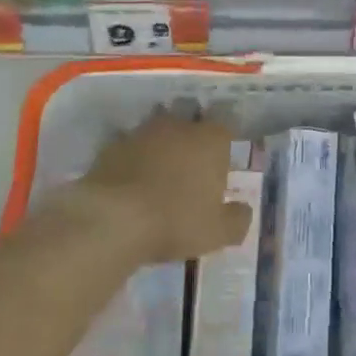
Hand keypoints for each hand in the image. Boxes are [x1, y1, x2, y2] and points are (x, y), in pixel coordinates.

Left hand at [77, 108, 253, 264]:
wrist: (113, 219)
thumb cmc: (176, 220)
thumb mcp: (218, 232)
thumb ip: (237, 219)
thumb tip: (243, 210)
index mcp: (211, 139)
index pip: (225, 126)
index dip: (224, 143)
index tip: (220, 163)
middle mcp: (179, 126)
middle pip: (190, 123)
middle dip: (191, 140)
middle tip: (190, 169)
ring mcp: (143, 132)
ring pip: (158, 131)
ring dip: (160, 147)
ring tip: (159, 174)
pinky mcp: (112, 145)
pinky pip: (129, 147)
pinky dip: (132, 159)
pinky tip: (130, 183)